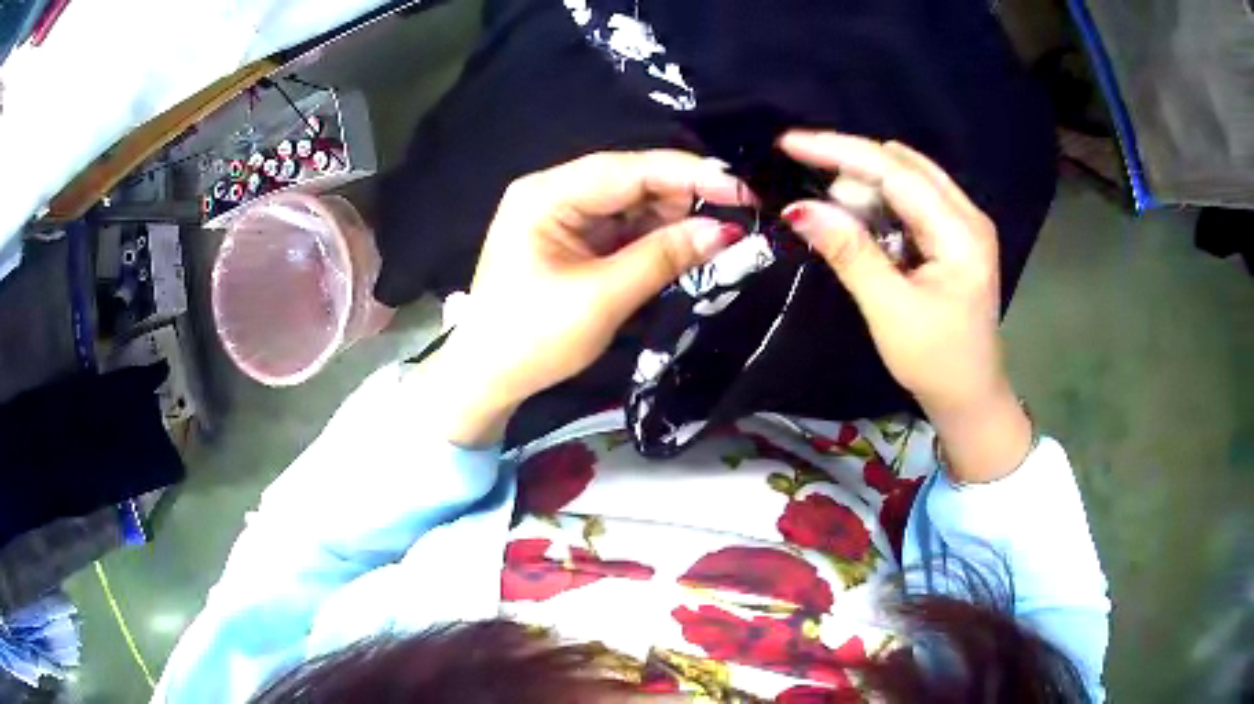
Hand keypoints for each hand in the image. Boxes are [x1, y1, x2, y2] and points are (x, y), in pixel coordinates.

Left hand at [430, 151, 750, 445]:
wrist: (486, 378)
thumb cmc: (533, 339)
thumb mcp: (602, 298)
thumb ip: (664, 257)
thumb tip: (726, 231)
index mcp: (547, 195)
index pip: (628, 169)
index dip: (689, 175)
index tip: (741, 190)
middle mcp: (554, 193)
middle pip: (632, 180)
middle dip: (685, 196)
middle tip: (740, 215)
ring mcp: (563, 215)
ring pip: (632, 203)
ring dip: (675, 217)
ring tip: (721, 233)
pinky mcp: (572, 239)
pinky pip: (623, 227)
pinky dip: (657, 236)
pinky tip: (688, 244)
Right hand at [778, 131, 1030, 481]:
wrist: (970, 396)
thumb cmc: (935, 361)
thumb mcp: (889, 310)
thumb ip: (849, 253)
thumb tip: (798, 208)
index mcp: (961, 232)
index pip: (895, 171)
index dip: (841, 151)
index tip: (790, 143)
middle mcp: (967, 214)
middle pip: (903, 163)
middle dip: (851, 167)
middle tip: (812, 194)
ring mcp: (963, 222)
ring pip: (906, 176)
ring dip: (864, 185)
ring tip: (836, 216)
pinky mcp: (953, 235)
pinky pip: (911, 199)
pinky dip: (879, 202)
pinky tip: (860, 222)